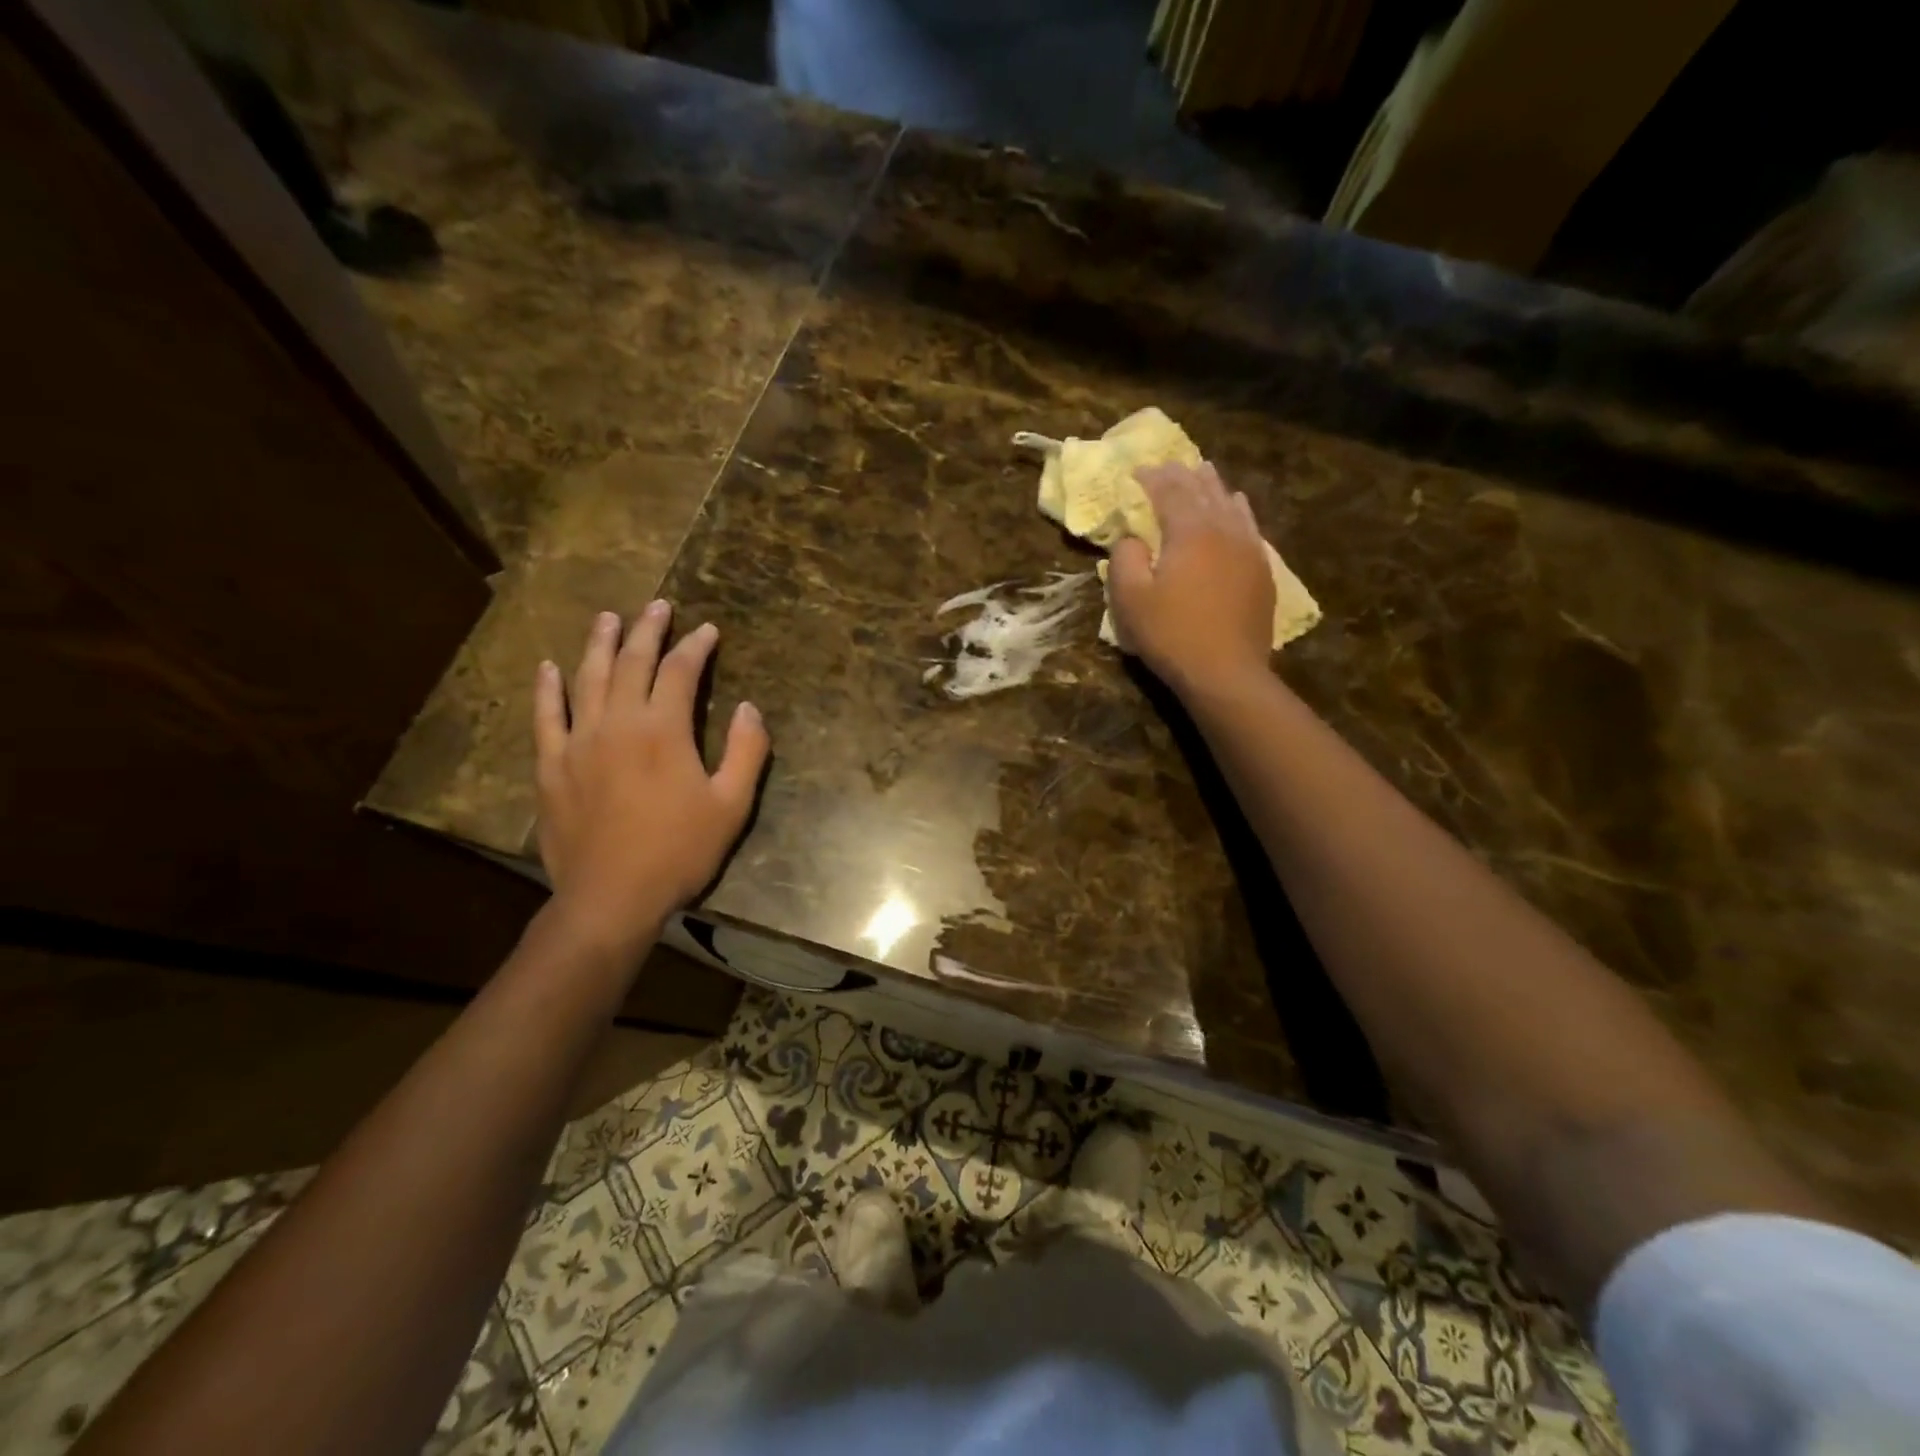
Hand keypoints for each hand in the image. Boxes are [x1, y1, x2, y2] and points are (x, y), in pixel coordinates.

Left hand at [533, 603, 769, 951]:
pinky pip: (546, 716)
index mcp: (663, 730)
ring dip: (600, 644)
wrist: (611, 897)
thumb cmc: (679, 851)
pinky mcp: (551, 765)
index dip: (696, 646)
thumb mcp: (732, 805)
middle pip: (631, 662)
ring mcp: (578, 741)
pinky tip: (549, 667)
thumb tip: (749, 708)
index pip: (680, 671)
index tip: (708, 630)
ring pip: (588, 678)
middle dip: (647, 630)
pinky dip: (548, 688)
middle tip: (657, 606)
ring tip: (608, 618)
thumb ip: (746, 751)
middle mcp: (617, 723)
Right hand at [1107, 461, 1274, 697]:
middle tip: (1169, 466)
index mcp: (1190, 531)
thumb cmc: (1171, 635)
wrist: (1226, 673)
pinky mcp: (1261, 571)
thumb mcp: (1130, 599)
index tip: (1137, 471)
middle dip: (1183, 475)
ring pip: (1231, 505)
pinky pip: (1249, 527)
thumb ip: (1125, 558)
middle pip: (1204, 490)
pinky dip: (1238, 511)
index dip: (1152, 478)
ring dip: (1213, 487)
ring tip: (1204, 474)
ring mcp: (1249, 549)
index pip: (1170, 491)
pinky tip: (1236, 509)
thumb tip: (1131, 538)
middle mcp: (1224, 530)